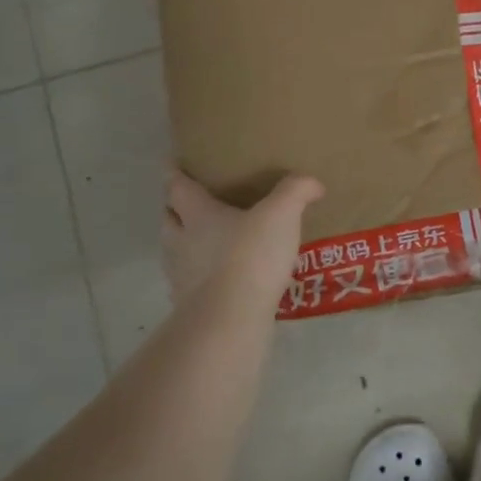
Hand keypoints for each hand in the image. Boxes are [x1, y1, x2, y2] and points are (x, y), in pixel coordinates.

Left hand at [163, 171, 323, 306]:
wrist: (230, 318)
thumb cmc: (251, 255)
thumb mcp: (281, 214)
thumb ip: (296, 192)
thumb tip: (313, 183)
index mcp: (198, 214)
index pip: (177, 187)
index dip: (174, 173)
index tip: (171, 163)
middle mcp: (181, 241)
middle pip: (168, 218)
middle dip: (174, 208)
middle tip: (189, 202)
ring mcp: (181, 276)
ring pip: (172, 251)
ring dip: (182, 243)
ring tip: (202, 242)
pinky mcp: (188, 305)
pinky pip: (186, 284)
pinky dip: (195, 277)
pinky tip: (214, 280)